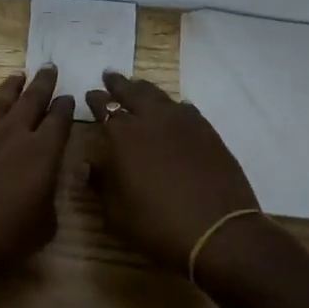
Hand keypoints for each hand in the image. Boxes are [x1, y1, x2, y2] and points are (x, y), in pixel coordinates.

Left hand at [0, 67, 75, 282]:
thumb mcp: (42, 228)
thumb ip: (48, 201)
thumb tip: (44, 188)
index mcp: (43, 153)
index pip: (60, 120)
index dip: (67, 107)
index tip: (70, 97)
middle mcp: (14, 135)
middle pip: (33, 100)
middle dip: (43, 83)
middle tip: (50, 67)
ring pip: (1, 101)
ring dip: (12, 86)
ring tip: (19, 75)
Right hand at [84, 70, 259, 272]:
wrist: (217, 232)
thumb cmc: (157, 225)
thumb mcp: (115, 213)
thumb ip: (100, 183)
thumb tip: (90, 164)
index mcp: (123, 137)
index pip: (104, 108)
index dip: (96, 100)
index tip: (91, 94)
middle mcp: (152, 120)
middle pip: (132, 92)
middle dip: (119, 84)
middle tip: (110, 75)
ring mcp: (184, 123)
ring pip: (160, 96)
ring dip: (145, 90)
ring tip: (138, 86)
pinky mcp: (208, 132)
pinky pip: (185, 109)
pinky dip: (173, 106)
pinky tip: (174, 110)